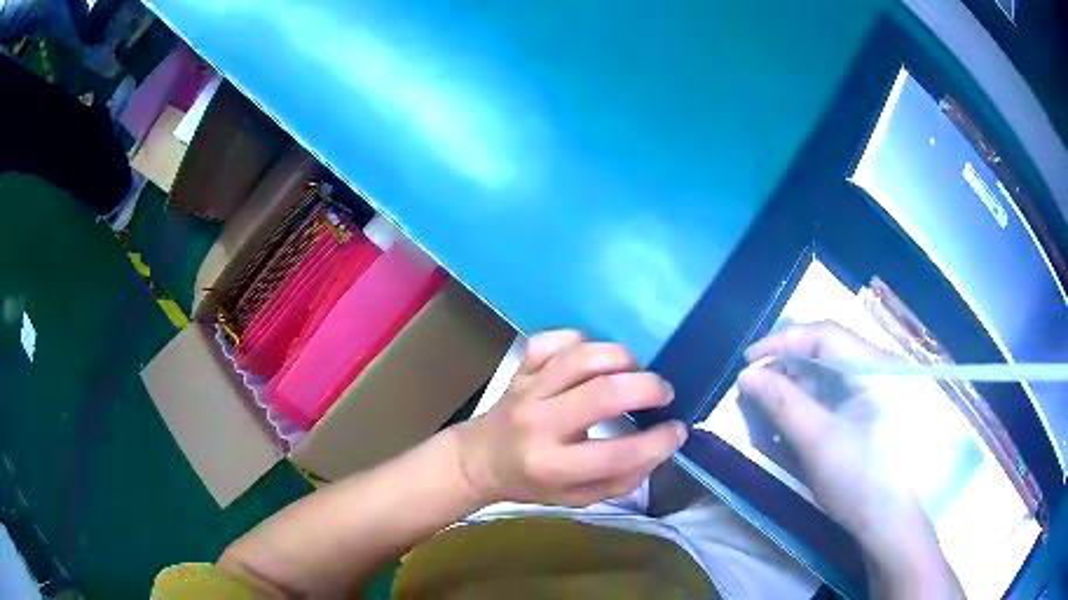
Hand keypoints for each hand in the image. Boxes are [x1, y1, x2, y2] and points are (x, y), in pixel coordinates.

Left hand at [456, 330, 687, 506]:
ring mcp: (527, 390)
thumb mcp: (579, 498)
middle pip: (602, 394)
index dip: (658, 442)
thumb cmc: (534, 483)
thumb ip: (623, 479)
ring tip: (635, 371)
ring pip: (581, 358)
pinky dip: (581, 341)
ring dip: (621, 359)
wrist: (480, 459)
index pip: (616, 454)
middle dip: (647, 388)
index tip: (678, 430)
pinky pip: (553, 340)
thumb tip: (662, 446)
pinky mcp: (521, 367)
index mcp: (553, 466)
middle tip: (664, 394)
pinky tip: (593, 358)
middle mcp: (539, 425)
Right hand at [738, 322, 961, 597]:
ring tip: (766, 408)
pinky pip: (834, 395)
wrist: (889, 522)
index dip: (783, 341)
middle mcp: (877, 369)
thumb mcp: (817, 442)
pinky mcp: (870, 410)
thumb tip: (747, 376)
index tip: (748, 360)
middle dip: (786, 367)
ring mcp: (875, 390)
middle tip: (753, 388)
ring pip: (827, 374)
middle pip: (826, 352)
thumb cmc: (859, 480)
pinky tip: (790, 423)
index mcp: (875, 367)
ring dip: (794, 388)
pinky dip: (808, 404)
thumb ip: (782, 404)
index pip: (824, 335)